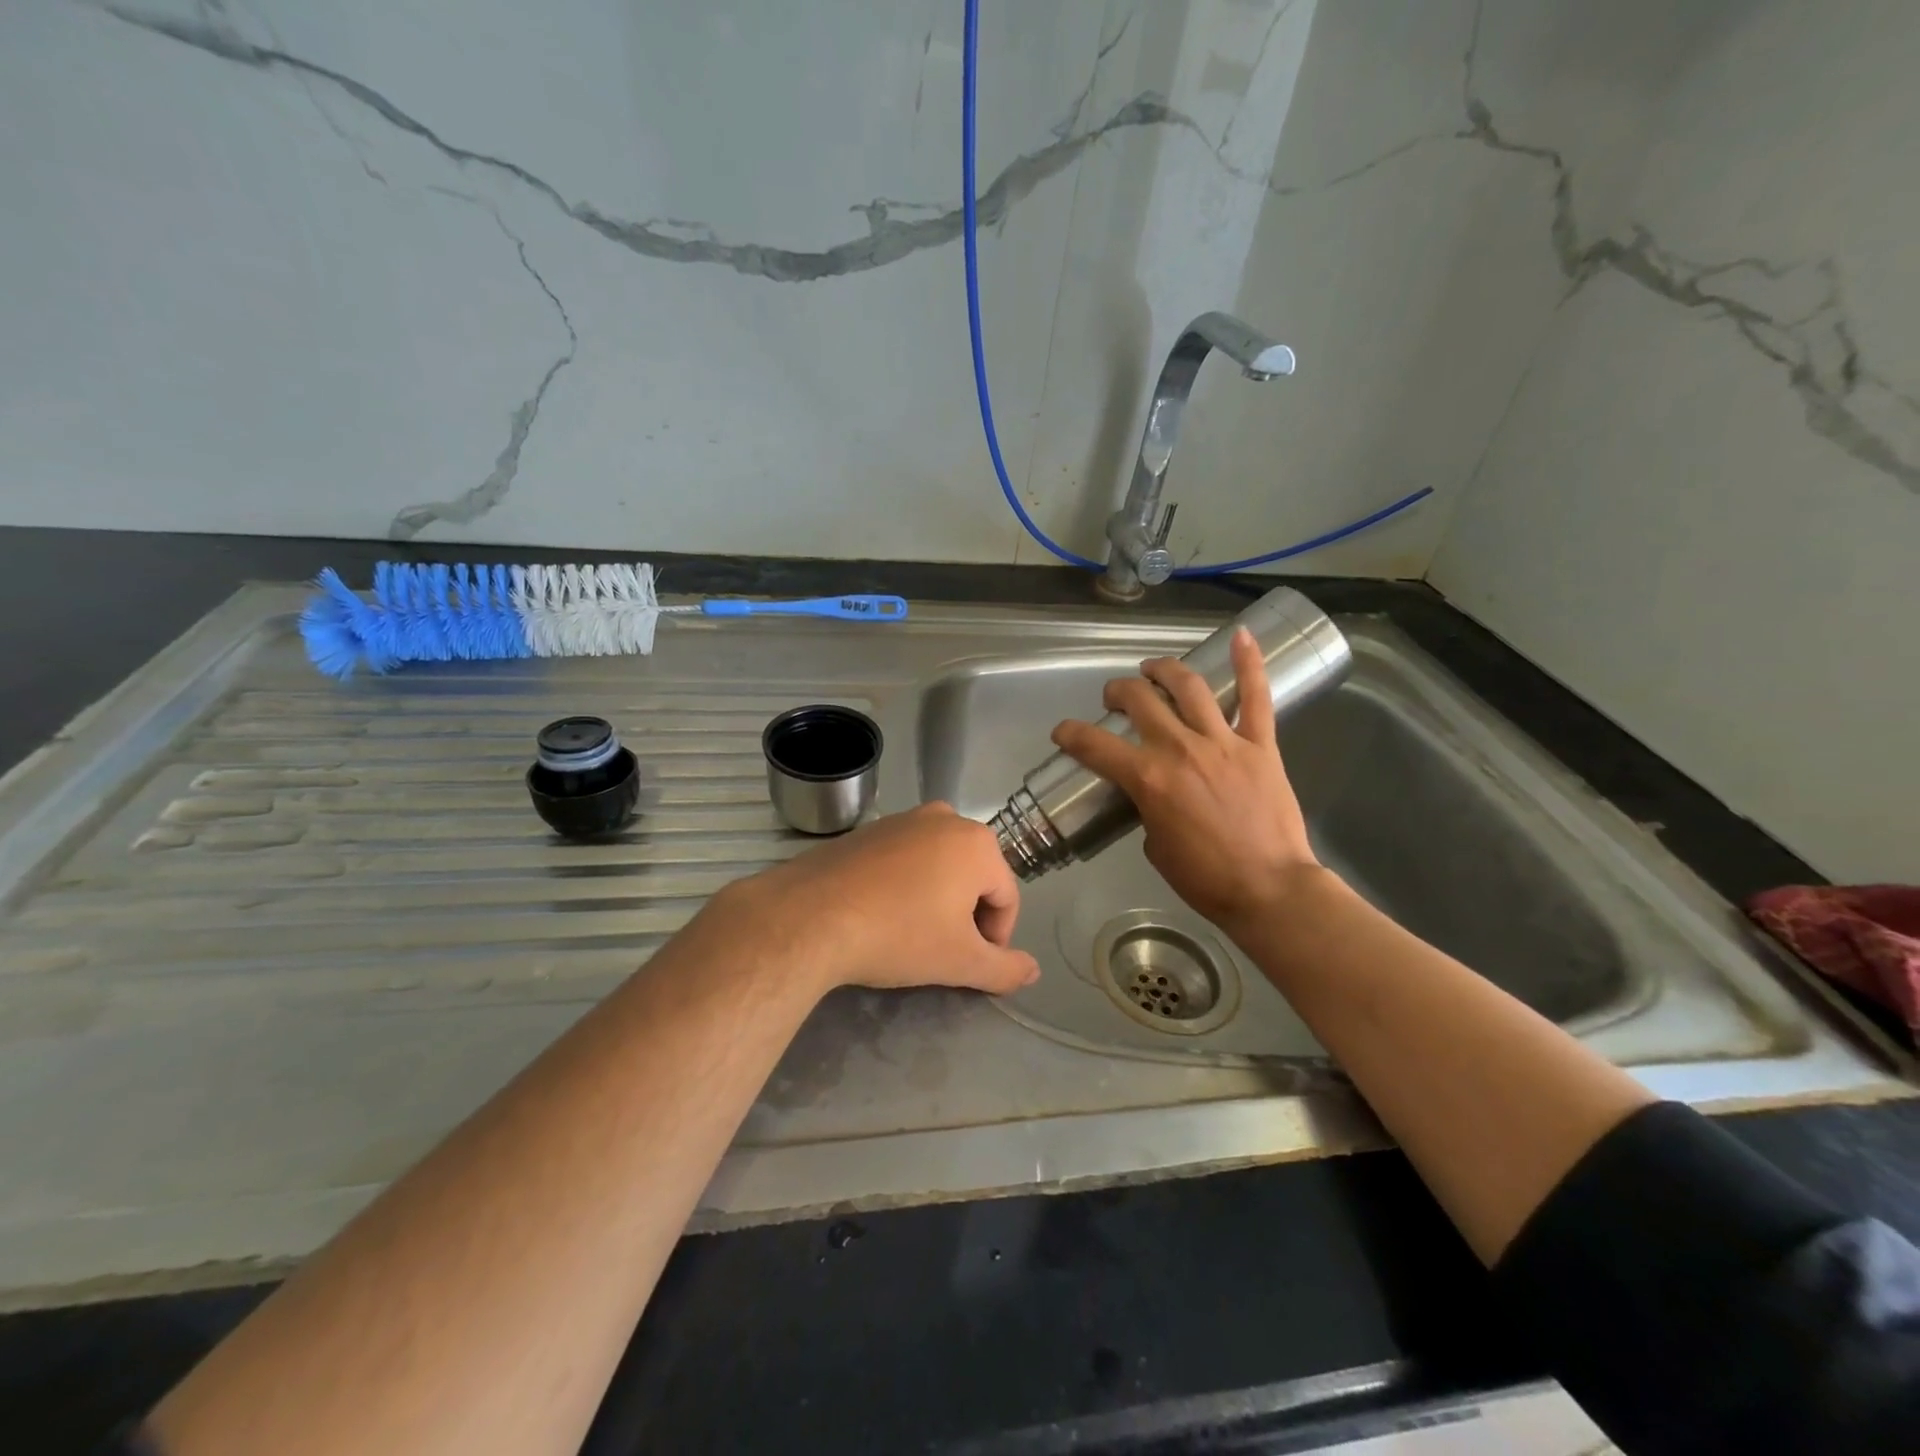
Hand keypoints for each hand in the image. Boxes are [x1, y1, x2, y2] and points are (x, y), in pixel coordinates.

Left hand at [705, 802, 1039, 996]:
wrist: (810, 915)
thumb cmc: (898, 934)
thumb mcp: (960, 961)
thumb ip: (1004, 969)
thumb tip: (1032, 971)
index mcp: (977, 843)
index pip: (1007, 898)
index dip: (997, 938)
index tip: (973, 966)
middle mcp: (945, 818)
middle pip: (975, 877)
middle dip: (967, 916)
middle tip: (944, 952)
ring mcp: (902, 819)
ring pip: (939, 867)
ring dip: (937, 900)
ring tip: (911, 935)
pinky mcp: (868, 830)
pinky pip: (904, 860)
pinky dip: (905, 886)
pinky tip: (882, 914)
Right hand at [1050, 627, 1322, 935]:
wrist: (1269, 890)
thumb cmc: (1206, 879)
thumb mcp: (1156, 847)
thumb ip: (1148, 810)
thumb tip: (1153, 795)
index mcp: (1148, 779)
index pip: (1094, 745)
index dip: (1070, 734)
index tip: (1063, 732)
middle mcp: (1180, 750)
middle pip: (1140, 700)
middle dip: (1118, 692)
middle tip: (1115, 698)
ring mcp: (1223, 742)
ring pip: (1189, 687)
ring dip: (1165, 670)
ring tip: (1154, 668)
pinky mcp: (1261, 745)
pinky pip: (1256, 697)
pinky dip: (1250, 664)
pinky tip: (1243, 636)